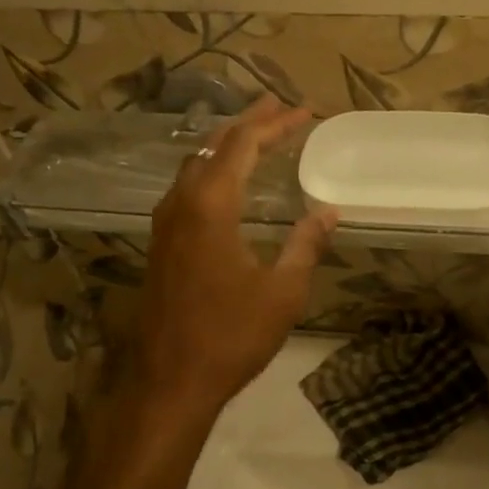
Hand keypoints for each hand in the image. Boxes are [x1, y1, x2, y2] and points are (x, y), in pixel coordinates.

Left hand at [133, 97, 336, 432]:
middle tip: (280, 106)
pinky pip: (187, 186)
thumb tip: (328, 212)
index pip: (243, 144)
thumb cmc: (230, 335)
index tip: (305, 112)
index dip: (275, 124)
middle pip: (214, 145)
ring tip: (257, 134)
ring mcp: (165, 223)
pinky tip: (227, 182)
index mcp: (211, 205)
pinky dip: (212, 169)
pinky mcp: (160, 243)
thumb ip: (305, 245)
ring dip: (227, 144)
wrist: (169, 382)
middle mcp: (181, 202)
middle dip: (249, 122)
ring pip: (195, 163)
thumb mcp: (282, 291)